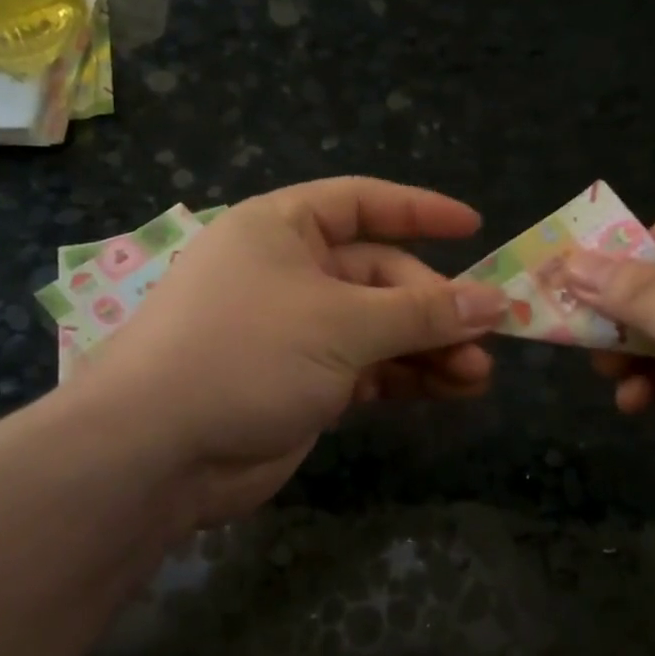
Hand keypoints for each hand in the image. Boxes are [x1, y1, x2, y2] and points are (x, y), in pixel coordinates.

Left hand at [74, 178, 506, 527]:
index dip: (420, 212)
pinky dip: (406, 377)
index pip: (361, 204)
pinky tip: (450, 390)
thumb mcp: (342, 323)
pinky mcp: (304, 383)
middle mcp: (290, 273)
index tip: (475, 227)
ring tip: (478, 374)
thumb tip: (494, 302)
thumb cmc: (247, 354)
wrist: (160, 451)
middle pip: (380, 276)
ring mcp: (297, 332)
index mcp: (282, 229)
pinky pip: (368, 369)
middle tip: (487, 336)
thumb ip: (421, 313)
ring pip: (379, 329)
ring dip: (429, 348)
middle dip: (435, 307)